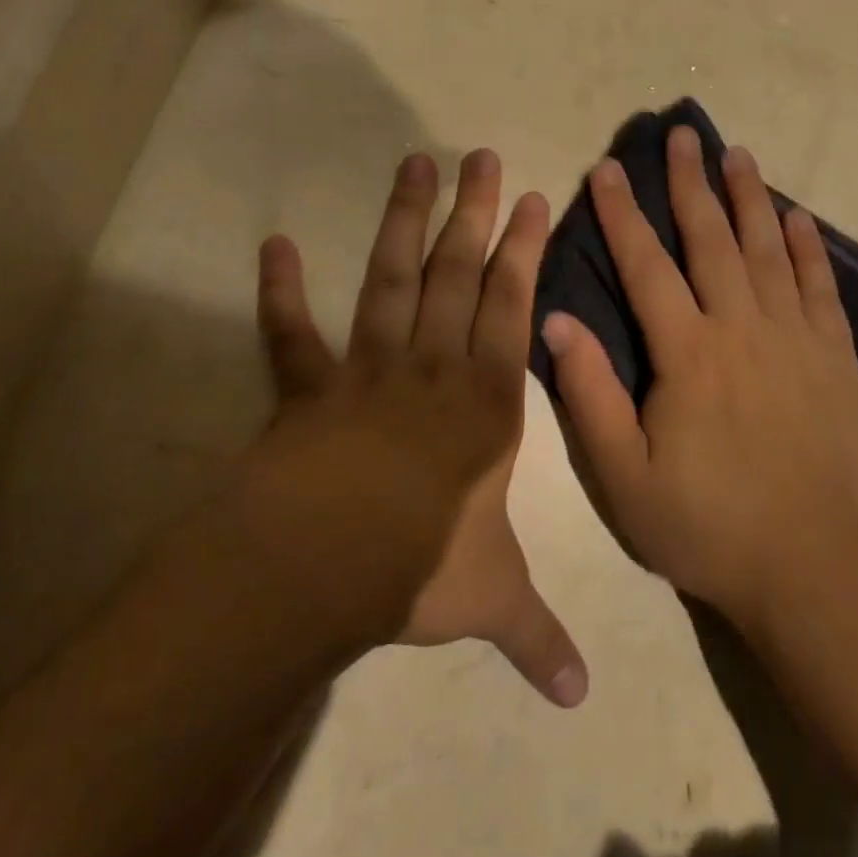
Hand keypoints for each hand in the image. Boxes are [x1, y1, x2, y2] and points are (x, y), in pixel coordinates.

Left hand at [249, 149, 587, 706]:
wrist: (319, 568)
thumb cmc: (418, 567)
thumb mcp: (491, 599)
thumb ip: (536, 637)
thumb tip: (581, 700)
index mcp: (484, 403)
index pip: (512, 310)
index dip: (523, 253)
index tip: (533, 200)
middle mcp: (431, 370)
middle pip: (456, 276)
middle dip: (473, 214)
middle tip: (480, 156)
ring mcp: (364, 372)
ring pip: (390, 282)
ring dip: (402, 224)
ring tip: (414, 165)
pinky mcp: (305, 390)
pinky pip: (291, 336)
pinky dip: (281, 292)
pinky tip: (275, 244)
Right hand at [539, 126, 857, 629]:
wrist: (810, 567)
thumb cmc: (706, 525)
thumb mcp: (623, 476)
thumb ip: (588, 394)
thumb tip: (553, 320)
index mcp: (688, 353)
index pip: (647, 266)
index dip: (622, 215)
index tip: (607, 169)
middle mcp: (742, 328)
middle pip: (711, 239)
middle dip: (690, 183)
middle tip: (682, 134)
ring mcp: (796, 338)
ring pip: (768, 250)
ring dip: (749, 198)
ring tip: (736, 153)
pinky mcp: (835, 358)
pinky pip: (819, 287)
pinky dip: (807, 247)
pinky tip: (797, 218)